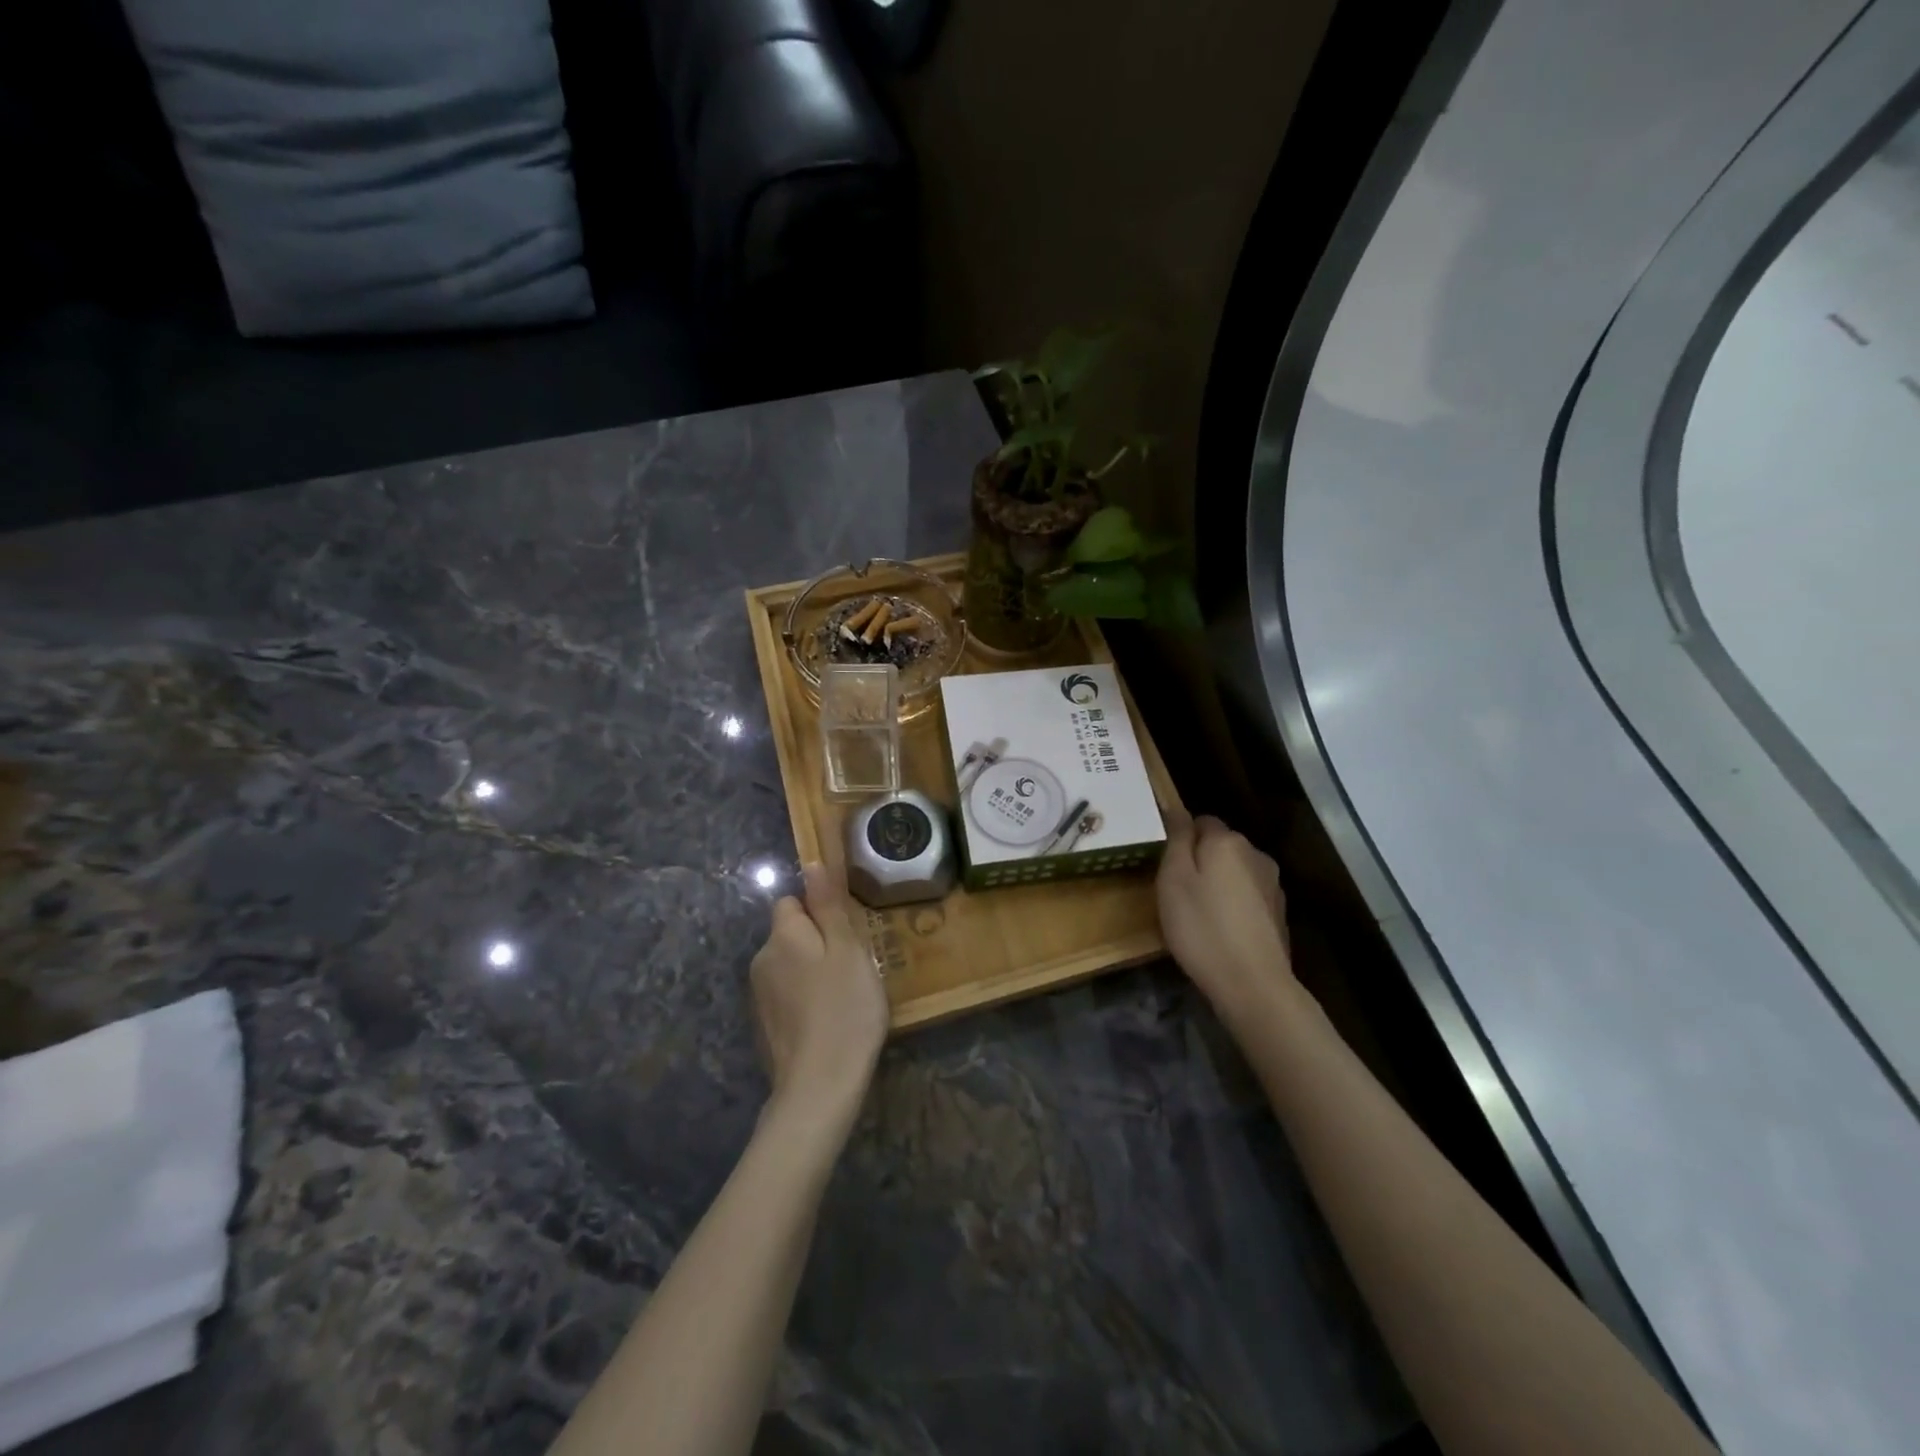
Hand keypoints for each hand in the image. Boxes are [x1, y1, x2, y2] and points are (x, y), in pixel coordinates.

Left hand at [749, 862, 889, 1124]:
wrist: (819, 1086)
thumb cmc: (844, 1008)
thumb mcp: (847, 949)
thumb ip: (827, 905)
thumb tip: (811, 864)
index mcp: (782, 935)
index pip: (790, 902)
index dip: (818, 910)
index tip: (846, 933)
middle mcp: (761, 959)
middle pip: (789, 934)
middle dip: (817, 942)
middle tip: (853, 966)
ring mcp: (759, 997)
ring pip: (789, 966)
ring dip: (811, 972)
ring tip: (844, 996)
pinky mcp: (764, 1027)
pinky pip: (787, 996)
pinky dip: (805, 1001)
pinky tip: (828, 1021)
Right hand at [1156, 810, 1295, 1018]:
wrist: (1253, 984)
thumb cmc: (1202, 927)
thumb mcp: (1173, 879)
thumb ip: (1177, 839)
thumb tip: (1177, 808)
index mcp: (1227, 841)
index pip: (1200, 820)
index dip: (1180, 839)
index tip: (1165, 866)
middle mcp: (1255, 854)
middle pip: (1220, 846)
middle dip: (1200, 860)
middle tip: (1176, 892)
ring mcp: (1272, 885)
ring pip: (1235, 871)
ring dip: (1218, 883)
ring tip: (1198, 914)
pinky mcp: (1279, 914)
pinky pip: (1247, 896)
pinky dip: (1233, 905)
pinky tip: (1221, 930)